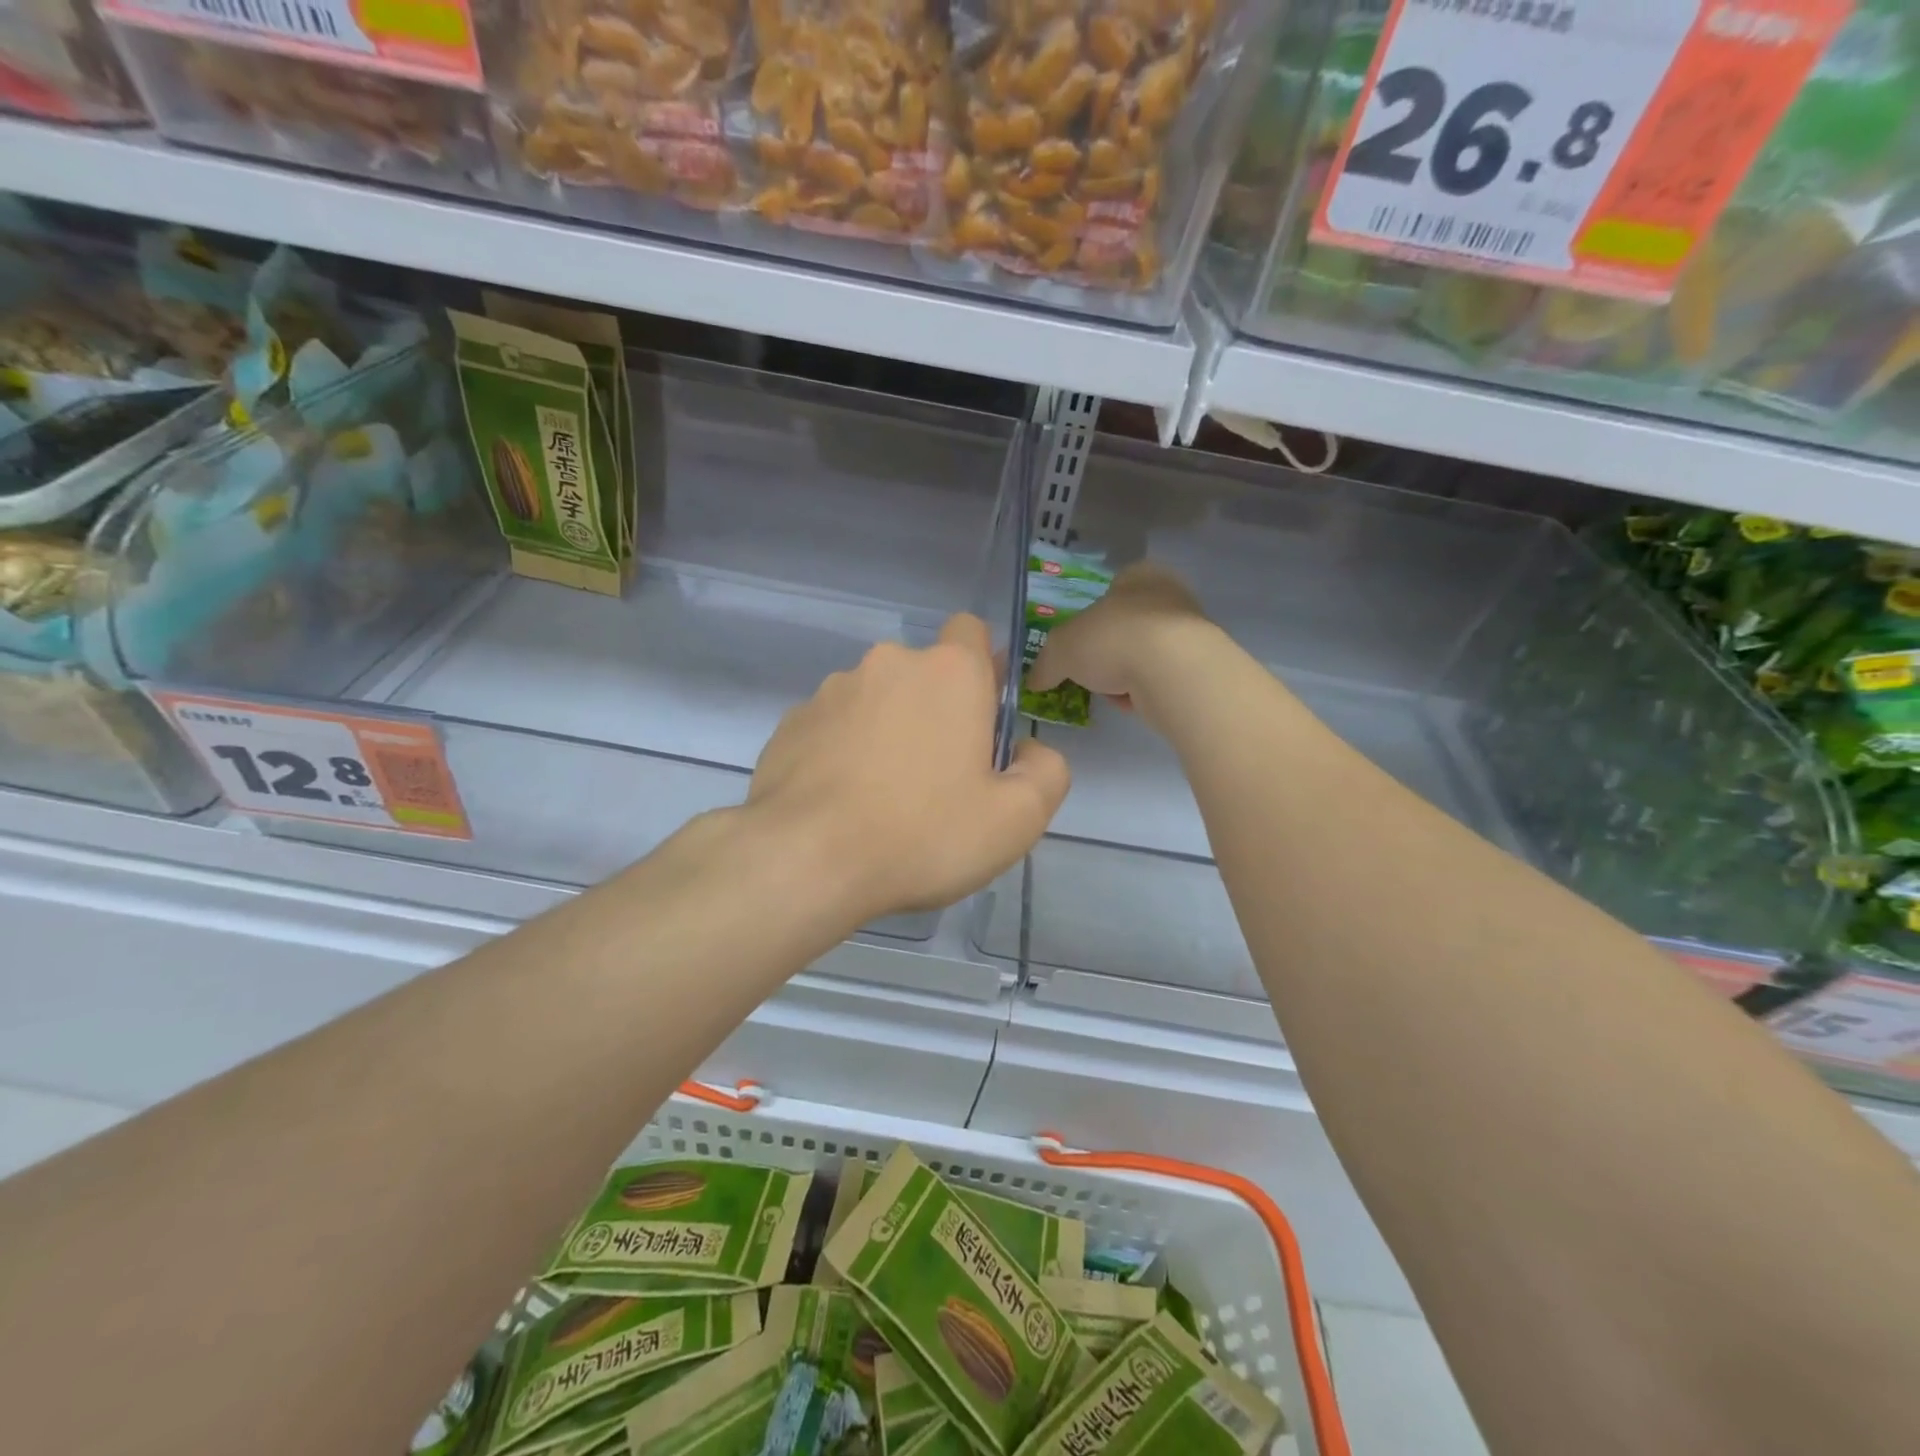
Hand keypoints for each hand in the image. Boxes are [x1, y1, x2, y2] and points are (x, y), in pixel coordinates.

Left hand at [748, 614, 1069, 920]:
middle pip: (923, 674)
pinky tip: (841, 804)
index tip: (982, 721)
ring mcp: (832, 691)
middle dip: (935, 711)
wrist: (807, 859)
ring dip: (886, 732)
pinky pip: (833, 728)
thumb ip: (1046, 772)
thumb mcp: (1017, 819)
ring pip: (876, 701)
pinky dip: (843, 752)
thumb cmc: (924, 833)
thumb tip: (1028, 750)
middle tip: (938, 778)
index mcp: (949, 673)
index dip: (982, 670)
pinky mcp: (791, 723)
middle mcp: (888, 664)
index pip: (971, 632)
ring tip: (882, 799)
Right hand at [1027, 563, 1214, 722]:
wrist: (1172, 671)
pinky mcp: (1199, 667)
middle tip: (1090, 672)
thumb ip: (1045, 664)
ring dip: (1124, 676)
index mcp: (1138, 575)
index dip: (1091, 617)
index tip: (1079, 645)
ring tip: (1111, 692)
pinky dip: (1144, 692)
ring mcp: (1189, 631)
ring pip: (1143, 655)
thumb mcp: (1061, 649)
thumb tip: (1034, 680)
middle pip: (1126, 626)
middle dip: (1106, 653)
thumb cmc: (1113, 639)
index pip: (1112, 589)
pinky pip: (1160, 680)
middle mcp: (1168, 595)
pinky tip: (1134, 702)